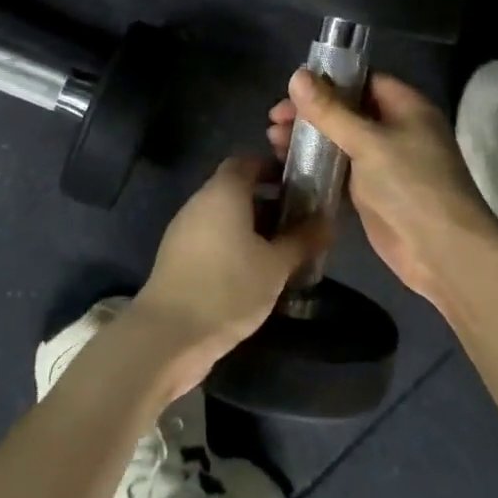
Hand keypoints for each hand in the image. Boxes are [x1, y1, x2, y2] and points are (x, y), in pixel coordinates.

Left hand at [133, 155, 324, 394]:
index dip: (274, 169)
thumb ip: (303, 239)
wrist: (168, 335)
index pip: (248, 161)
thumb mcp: (276, 265)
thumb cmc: (228, 288)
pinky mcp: (177, 258)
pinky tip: (254, 273)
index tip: (300, 186)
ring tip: (282, 251)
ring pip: (224, 217)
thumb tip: (329, 221)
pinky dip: (233, 246)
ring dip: (251, 227)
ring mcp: (184, 230)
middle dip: (268, 202)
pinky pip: (212, 239)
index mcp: (223, 191)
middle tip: (298, 222)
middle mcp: (200, 202)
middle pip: (236, 189)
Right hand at [268, 70, 497, 308]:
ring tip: (272, 142)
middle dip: (312, 113)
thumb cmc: (411, 184)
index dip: (328, 81)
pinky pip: (340, 171)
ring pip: (341, 142)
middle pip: (348, 111)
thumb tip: (298, 75)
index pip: (363, 81)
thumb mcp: (368, 142)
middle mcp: (396, 129)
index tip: (291, 89)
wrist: (442, 252)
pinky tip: (287, 166)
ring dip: (310, 140)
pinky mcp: (373, 193)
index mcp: (406, 106)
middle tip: (273, 120)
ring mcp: (385, 163)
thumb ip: (330, 110)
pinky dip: (316, 167)